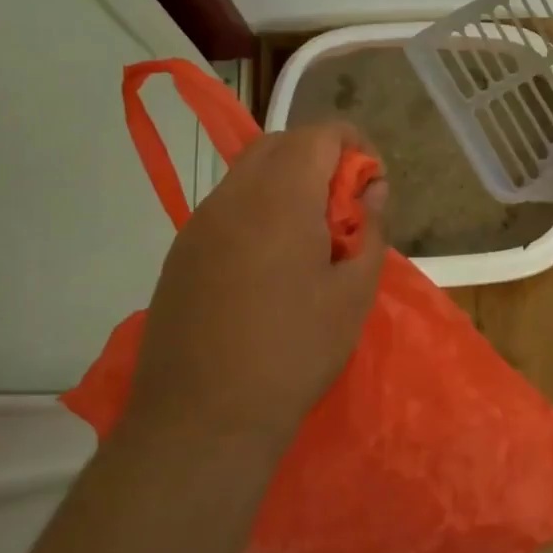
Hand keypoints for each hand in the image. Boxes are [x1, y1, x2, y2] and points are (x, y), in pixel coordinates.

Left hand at [126, 124, 386, 448]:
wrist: (202, 418)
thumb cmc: (294, 352)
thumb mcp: (353, 294)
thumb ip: (369, 231)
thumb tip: (371, 195)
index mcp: (280, 198)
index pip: (320, 135)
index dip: (355, 148)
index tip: (372, 189)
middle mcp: (233, 196)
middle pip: (280, 145)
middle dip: (320, 160)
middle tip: (344, 211)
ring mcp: (199, 223)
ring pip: (249, 173)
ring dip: (287, 185)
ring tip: (310, 239)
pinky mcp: (181, 253)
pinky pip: (227, 207)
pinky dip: (258, 211)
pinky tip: (271, 265)